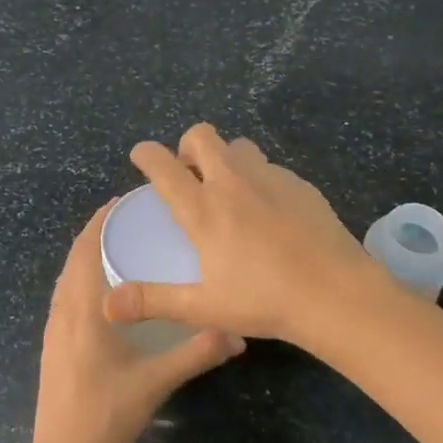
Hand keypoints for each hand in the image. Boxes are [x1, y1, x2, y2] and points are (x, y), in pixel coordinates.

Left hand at [31, 200, 244, 442]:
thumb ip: (196, 354)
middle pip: (75, 257)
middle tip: (133, 219)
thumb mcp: (156, 382)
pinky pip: (65, 295)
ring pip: (68, 276)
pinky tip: (107, 291)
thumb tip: (237, 334)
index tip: (126, 201)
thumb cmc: (106, 414)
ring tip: (122, 246)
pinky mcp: (52, 344)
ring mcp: (53, 328)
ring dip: (88, 254)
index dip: (101, 220)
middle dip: (99, 232)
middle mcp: (62, 310)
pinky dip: (82, 277)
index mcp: (82, 308)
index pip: (86, 248)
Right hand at [104, 124, 391, 345]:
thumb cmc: (264, 301)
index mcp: (203, 209)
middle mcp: (232, 182)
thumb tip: (107, 304)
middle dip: (187, 146)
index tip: (140, 155)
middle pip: (202, 136)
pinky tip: (268, 209)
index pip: (164, 166)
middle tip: (189, 174)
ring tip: (228, 189)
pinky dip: (257, 176)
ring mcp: (269, 178)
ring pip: (238, 145)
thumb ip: (153, 301)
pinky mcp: (299, 184)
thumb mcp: (202, 307)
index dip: (146, 154)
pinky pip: (269, 166)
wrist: (336, 293)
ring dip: (225, 157)